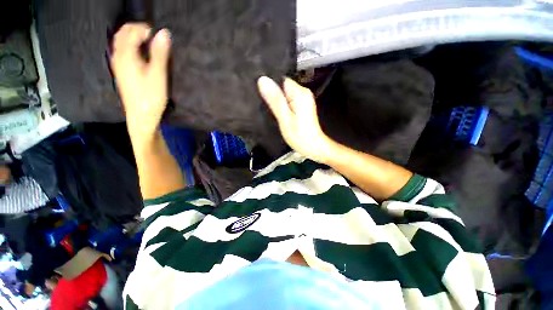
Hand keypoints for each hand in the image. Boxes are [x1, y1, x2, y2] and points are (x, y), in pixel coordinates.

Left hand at [110, 23, 170, 142]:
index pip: (131, 31)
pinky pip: (121, 51)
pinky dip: (129, 46)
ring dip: (132, 37)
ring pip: (120, 42)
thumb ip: (160, 53)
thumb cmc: (151, 96)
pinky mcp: (121, 72)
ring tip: (148, 43)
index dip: (144, 28)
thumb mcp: (158, 75)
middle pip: (123, 33)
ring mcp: (117, 64)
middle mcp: (118, 56)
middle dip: (137, 30)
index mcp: (126, 55)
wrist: (141, 115)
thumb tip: (164, 33)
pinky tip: (140, 53)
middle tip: (153, 37)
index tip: (158, 35)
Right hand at [258, 77, 331, 162]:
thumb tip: (263, 81)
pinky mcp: (303, 106)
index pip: (280, 79)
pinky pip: (289, 101)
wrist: (314, 147)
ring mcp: (304, 99)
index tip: (266, 98)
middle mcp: (303, 93)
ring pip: (285, 94)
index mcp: (299, 93)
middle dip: (274, 95)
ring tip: (276, 113)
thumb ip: (275, 100)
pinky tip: (282, 115)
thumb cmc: (301, 136)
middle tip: (270, 108)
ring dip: (278, 102)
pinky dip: (283, 106)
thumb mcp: (285, 119)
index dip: (270, 87)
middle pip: (283, 86)